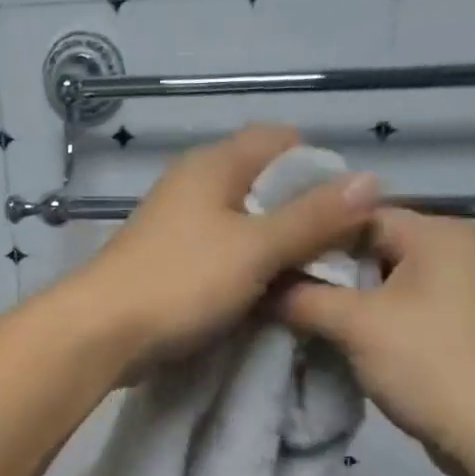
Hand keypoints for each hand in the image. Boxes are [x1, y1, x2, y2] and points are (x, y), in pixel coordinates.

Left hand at [67, 125, 379, 367]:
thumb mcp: (256, 248)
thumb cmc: (181, 281)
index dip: (321, 170)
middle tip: (335, 256)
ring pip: (246, 226)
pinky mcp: (172, 262)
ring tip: (308, 282)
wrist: (102, 333)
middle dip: (304, 216)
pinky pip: (224, 256)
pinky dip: (248, 271)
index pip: (283, 142)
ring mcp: (181, 225)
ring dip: (277, 250)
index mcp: (215, 165)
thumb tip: (372, 180)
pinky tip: (267, 298)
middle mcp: (197, 185)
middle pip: (267, 186)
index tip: (345, 214)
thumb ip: (313, 217)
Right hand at [273, 209, 474, 475]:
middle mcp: (450, 251)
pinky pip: (391, 310)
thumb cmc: (430, 364)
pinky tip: (324, 337)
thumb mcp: (356, 325)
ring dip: (336, 301)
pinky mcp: (446, 326)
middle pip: (366, 248)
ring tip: (288, 314)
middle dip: (319, 272)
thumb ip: (302, 298)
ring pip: (375, 283)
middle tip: (270, 290)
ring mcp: (452, 291)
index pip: (356, 214)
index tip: (267, 259)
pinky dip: (359, 321)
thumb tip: (261, 287)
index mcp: (437, 233)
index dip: (308, 235)